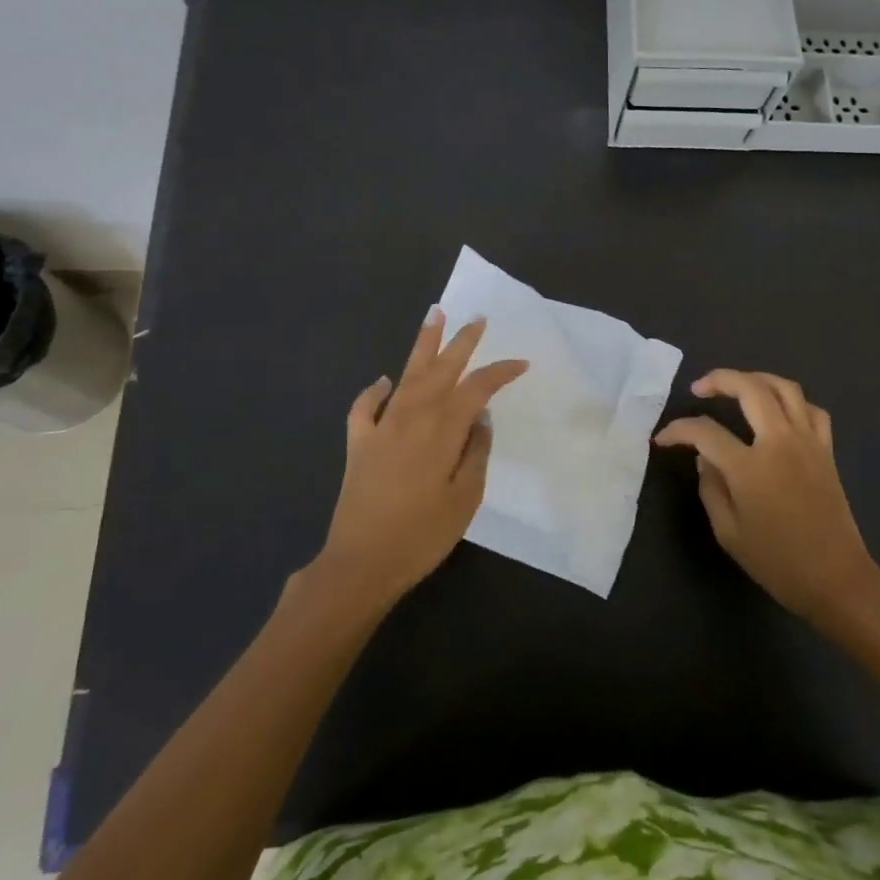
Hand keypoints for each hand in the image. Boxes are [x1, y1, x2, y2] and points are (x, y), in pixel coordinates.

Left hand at [317, 312, 527, 604]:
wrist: (361, 563)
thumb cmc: (422, 535)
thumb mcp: (465, 499)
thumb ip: (476, 453)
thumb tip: (481, 419)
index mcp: (442, 430)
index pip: (476, 389)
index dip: (500, 373)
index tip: (521, 364)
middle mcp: (411, 417)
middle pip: (441, 370)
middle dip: (461, 342)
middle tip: (477, 319)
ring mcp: (381, 427)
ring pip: (406, 375)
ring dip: (422, 345)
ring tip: (434, 316)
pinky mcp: (358, 443)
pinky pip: (365, 407)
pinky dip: (374, 391)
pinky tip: (383, 381)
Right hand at [654, 370, 879, 627]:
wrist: (836, 579)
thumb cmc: (778, 563)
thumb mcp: (729, 533)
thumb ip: (711, 488)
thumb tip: (705, 458)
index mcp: (750, 467)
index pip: (705, 431)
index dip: (678, 430)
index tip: (663, 438)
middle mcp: (779, 443)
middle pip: (749, 389)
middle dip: (719, 380)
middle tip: (699, 388)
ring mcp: (807, 442)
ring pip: (784, 388)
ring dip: (756, 378)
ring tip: (737, 385)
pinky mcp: (826, 450)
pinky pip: (811, 409)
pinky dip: (791, 401)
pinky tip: (778, 409)